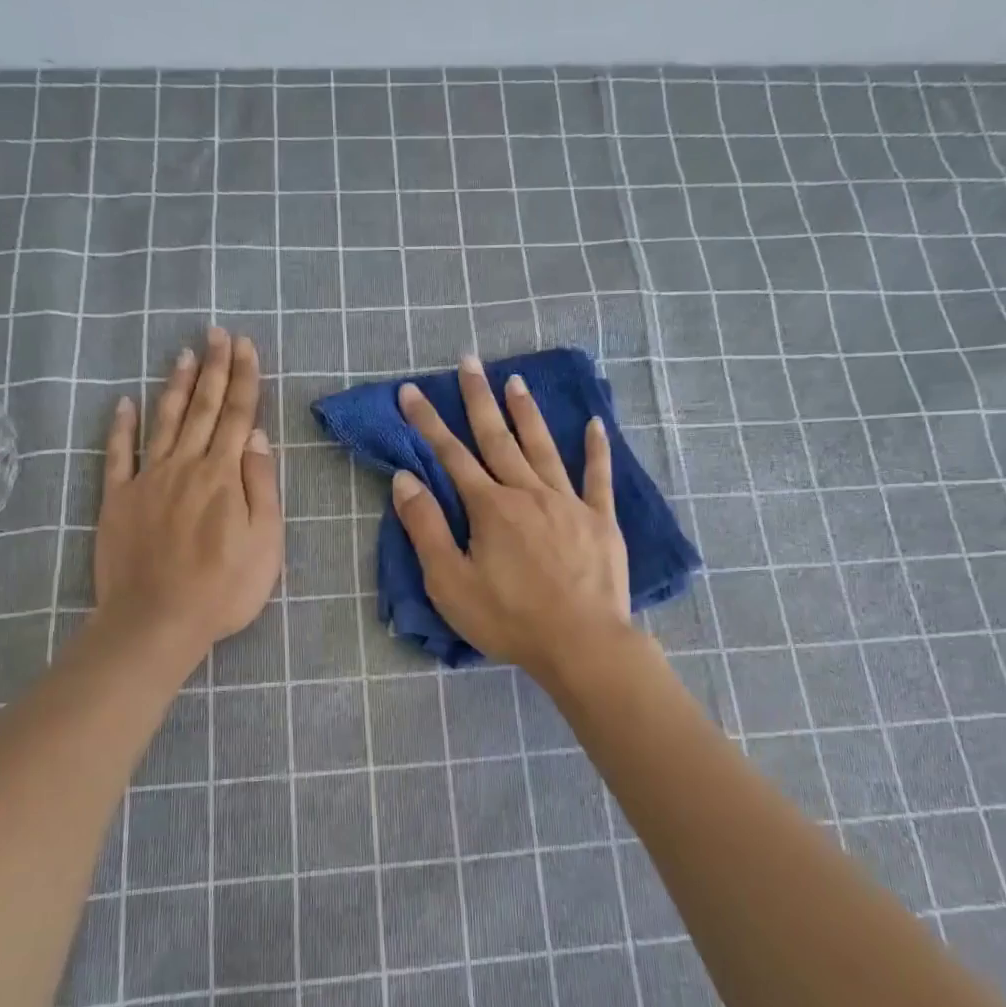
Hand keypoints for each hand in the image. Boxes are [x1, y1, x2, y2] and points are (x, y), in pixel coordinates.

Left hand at [94, 327, 281, 664]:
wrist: (157, 621)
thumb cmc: (224, 587)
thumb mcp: (266, 541)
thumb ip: (262, 485)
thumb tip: (257, 437)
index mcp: (224, 475)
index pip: (238, 415)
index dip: (244, 379)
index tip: (245, 346)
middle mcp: (186, 465)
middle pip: (203, 408)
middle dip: (213, 368)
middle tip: (217, 333)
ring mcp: (148, 479)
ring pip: (164, 421)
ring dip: (176, 386)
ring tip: (184, 354)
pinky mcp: (118, 499)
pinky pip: (118, 454)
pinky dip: (121, 426)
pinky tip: (124, 402)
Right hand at [392, 356, 633, 679]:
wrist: (581, 643)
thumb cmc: (509, 618)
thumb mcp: (450, 581)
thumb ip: (426, 528)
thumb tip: (404, 479)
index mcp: (490, 507)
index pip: (451, 455)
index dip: (427, 422)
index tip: (411, 390)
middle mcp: (528, 492)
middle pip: (498, 438)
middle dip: (479, 399)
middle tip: (469, 362)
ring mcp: (569, 503)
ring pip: (543, 448)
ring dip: (527, 413)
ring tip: (516, 381)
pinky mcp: (601, 520)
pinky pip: (598, 477)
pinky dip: (596, 449)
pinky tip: (594, 424)